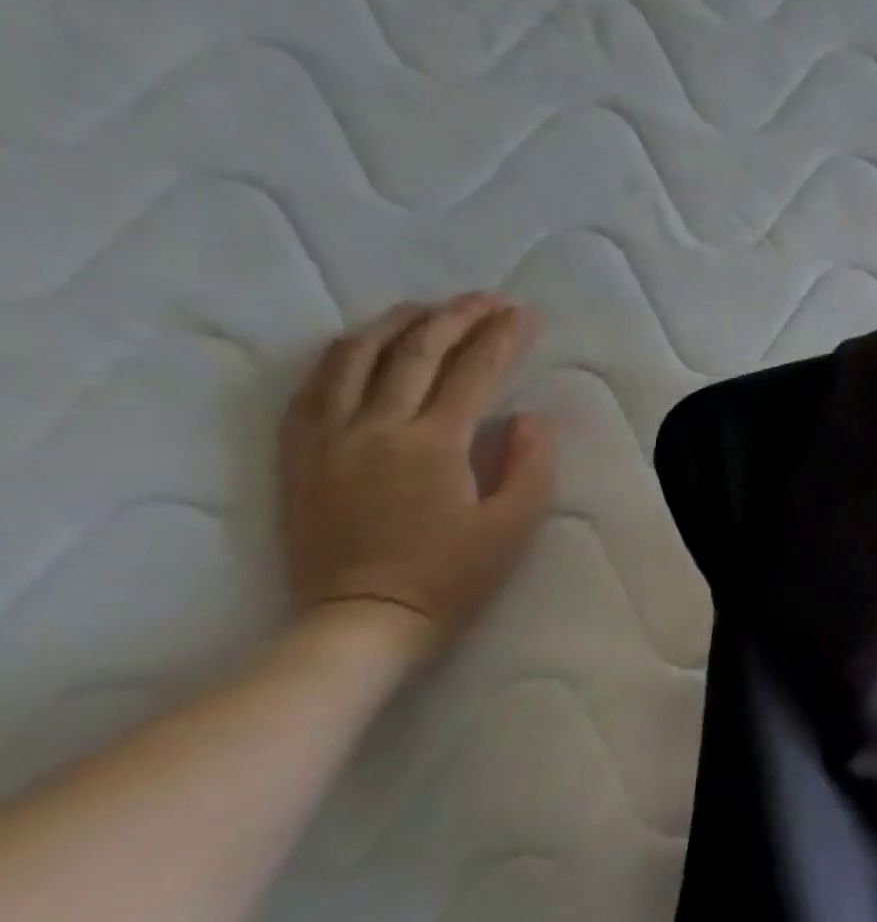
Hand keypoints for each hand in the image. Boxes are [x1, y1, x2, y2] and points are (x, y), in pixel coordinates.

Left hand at [278, 293, 557, 656]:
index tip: (525, 314)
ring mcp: (329, 438)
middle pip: (415, 350)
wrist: (362, 622)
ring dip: (396, 323)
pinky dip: (341, 356)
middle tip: (487, 300)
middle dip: (456, 316)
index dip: (503, 337)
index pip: (474, 371)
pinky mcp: (300, 455)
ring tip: (426, 310)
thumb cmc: (451, 577)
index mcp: (434, 444)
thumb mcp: (514, 526)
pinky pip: (312, 387)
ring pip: (355, 357)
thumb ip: (531, 464)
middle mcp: (377, 427)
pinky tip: (361, 347)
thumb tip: (530, 417)